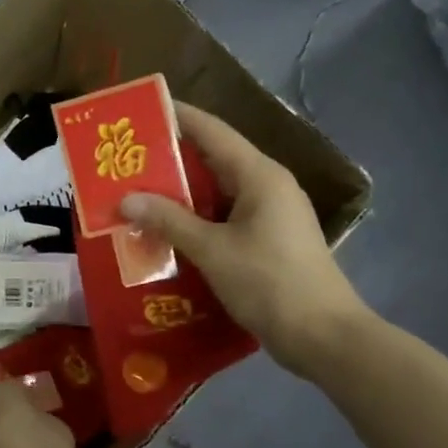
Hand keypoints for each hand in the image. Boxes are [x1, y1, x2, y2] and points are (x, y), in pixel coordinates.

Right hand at [120, 102, 372, 381]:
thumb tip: (125, 198)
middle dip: (169, 159)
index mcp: (259, 176)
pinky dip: (195, 220)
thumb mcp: (212, 250)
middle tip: (125, 160)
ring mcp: (270, 215)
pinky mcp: (268, 240)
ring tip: (135, 194)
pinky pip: (224, 217)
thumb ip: (169, 220)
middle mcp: (267, 186)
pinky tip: (165, 231)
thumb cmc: (269, 283)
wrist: (322, 336)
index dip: (176, 116)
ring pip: (217, 192)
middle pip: (212, 160)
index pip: (212, 131)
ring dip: (179, 194)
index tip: (139, 110)